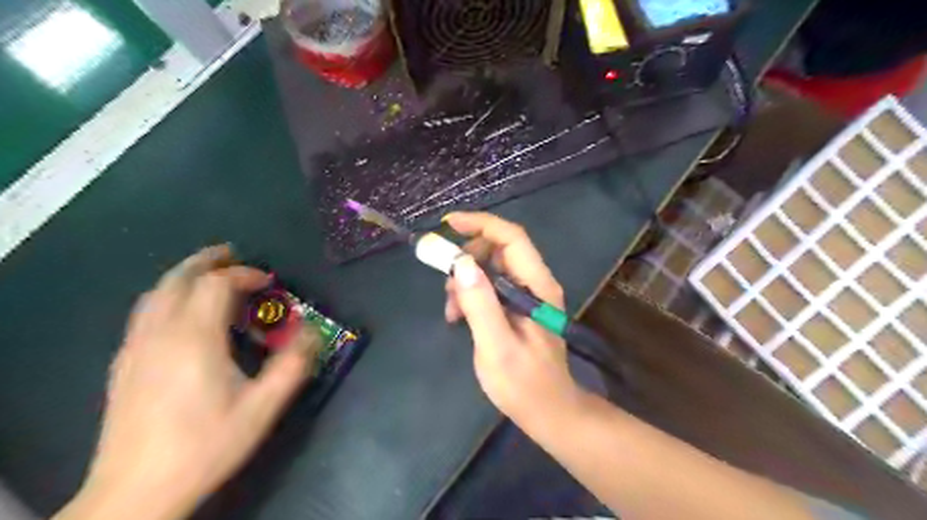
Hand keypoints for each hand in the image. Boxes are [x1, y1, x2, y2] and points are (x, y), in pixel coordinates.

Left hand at [59, 246, 317, 518]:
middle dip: (208, 261)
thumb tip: (312, 331)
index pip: (218, 285)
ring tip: (208, 273)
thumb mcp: (263, 407)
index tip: (269, 282)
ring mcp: (136, 348)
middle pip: (179, 279)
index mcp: (194, 339)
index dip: (246, 275)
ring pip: (156, 293)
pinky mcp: (124, 364)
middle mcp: (160, 333)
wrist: (136, 492)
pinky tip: (180, 312)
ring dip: (184, 275)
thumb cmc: (206, 445)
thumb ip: (293, 365)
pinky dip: (166, 296)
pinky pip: (144, 313)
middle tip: (233, 254)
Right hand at [445, 212, 580, 425]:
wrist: (549, 411)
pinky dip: (471, 294)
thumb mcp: (497, 347)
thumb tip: (462, 263)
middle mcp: (535, 283)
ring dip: (466, 279)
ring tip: (451, 310)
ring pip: (492, 267)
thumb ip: (481, 305)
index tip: (448, 224)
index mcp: (537, 286)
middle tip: (445, 282)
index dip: (481, 224)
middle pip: (500, 249)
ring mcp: (527, 295)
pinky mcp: (518, 307)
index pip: (512, 237)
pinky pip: (490, 286)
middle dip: (467, 257)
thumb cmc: (525, 384)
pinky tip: (459, 317)